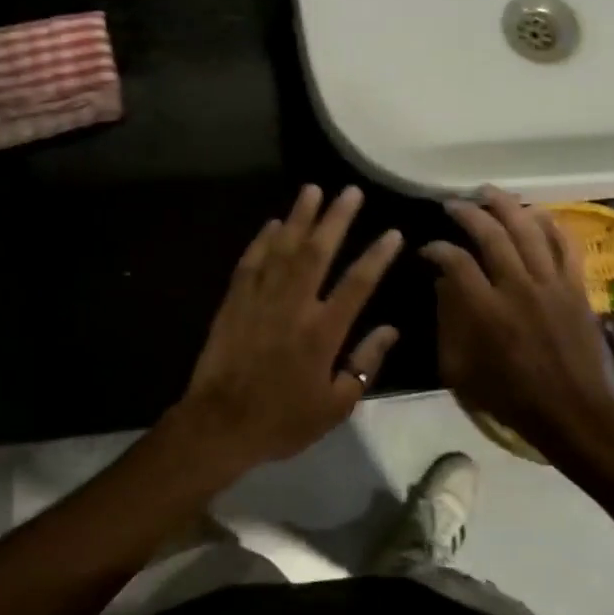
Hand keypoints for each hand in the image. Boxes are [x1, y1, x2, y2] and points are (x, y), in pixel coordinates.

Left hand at [164, 185, 401, 484]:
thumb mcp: (336, 405)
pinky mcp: (234, 301)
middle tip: (350, 191)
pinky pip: (251, 262)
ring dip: (299, 217)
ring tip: (312, 190)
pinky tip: (274, 223)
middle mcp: (293, 305)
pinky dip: (263, 240)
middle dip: (336, 219)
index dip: (377, 256)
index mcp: (323, 331)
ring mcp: (260, 299)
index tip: (392, 232)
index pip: (357, 283)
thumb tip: (390, 329)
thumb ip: (365, 364)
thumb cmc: (283, 420)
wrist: (220, 424)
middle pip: (318, 252)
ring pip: (283, 248)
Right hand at [422, 187, 613, 459]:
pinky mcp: (575, 286)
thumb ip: (448, 323)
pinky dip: (550, 223)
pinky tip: (535, 211)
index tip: (427, 248)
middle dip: (467, 213)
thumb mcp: (460, 370)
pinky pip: (565, 244)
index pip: (456, 262)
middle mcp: (518, 287)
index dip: (437, 248)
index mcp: (486, 310)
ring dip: (506, 205)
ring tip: (488, 192)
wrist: (571, 411)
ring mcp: (551, 283)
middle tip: (452, 205)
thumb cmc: (510, 395)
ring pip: (528, 229)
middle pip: (491, 234)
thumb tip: (444, 283)